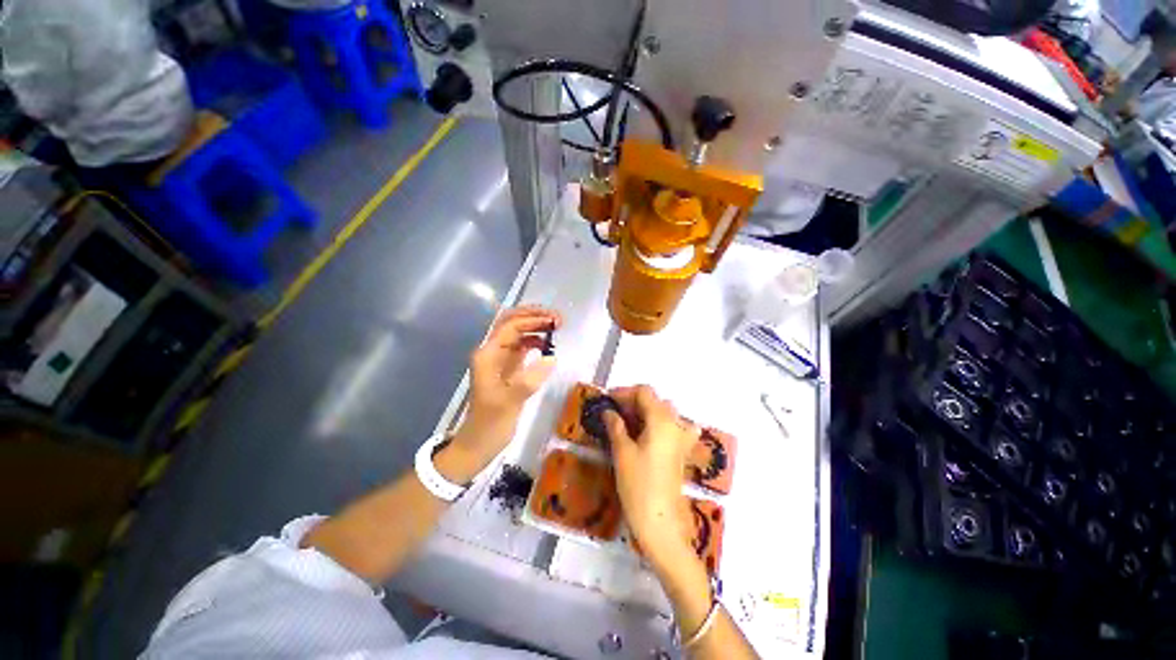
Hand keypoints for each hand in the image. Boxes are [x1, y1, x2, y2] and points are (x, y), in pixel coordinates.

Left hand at [452, 306, 560, 465]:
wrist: (479, 443)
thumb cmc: (490, 424)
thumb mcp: (508, 403)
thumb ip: (528, 380)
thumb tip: (551, 358)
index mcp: (488, 355)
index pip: (511, 327)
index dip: (533, 320)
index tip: (555, 322)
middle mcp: (493, 351)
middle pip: (512, 322)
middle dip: (534, 316)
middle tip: (558, 318)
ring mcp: (501, 359)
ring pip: (519, 332)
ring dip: (537, 326)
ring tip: (557, 327)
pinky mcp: (510, 368)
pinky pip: (524, 346)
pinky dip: (537, 341)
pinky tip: (549, 345)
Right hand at [604, 385, 699, 568]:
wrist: (660, 522)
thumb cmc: (638, 485)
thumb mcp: (622, 452)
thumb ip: (616, 426)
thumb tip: (608, 412)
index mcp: (661, 419)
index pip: (644, 392)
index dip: (624, 392)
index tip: (607, 400)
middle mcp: (676, 424)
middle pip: (655, 400)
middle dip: (634, 402)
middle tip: (614, 413)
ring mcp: (682, 438)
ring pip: (665, 412)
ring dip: (647, 412)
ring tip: (629, 423)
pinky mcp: (682, 452)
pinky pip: (676, 428)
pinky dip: (663, 424)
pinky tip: (651, 434)